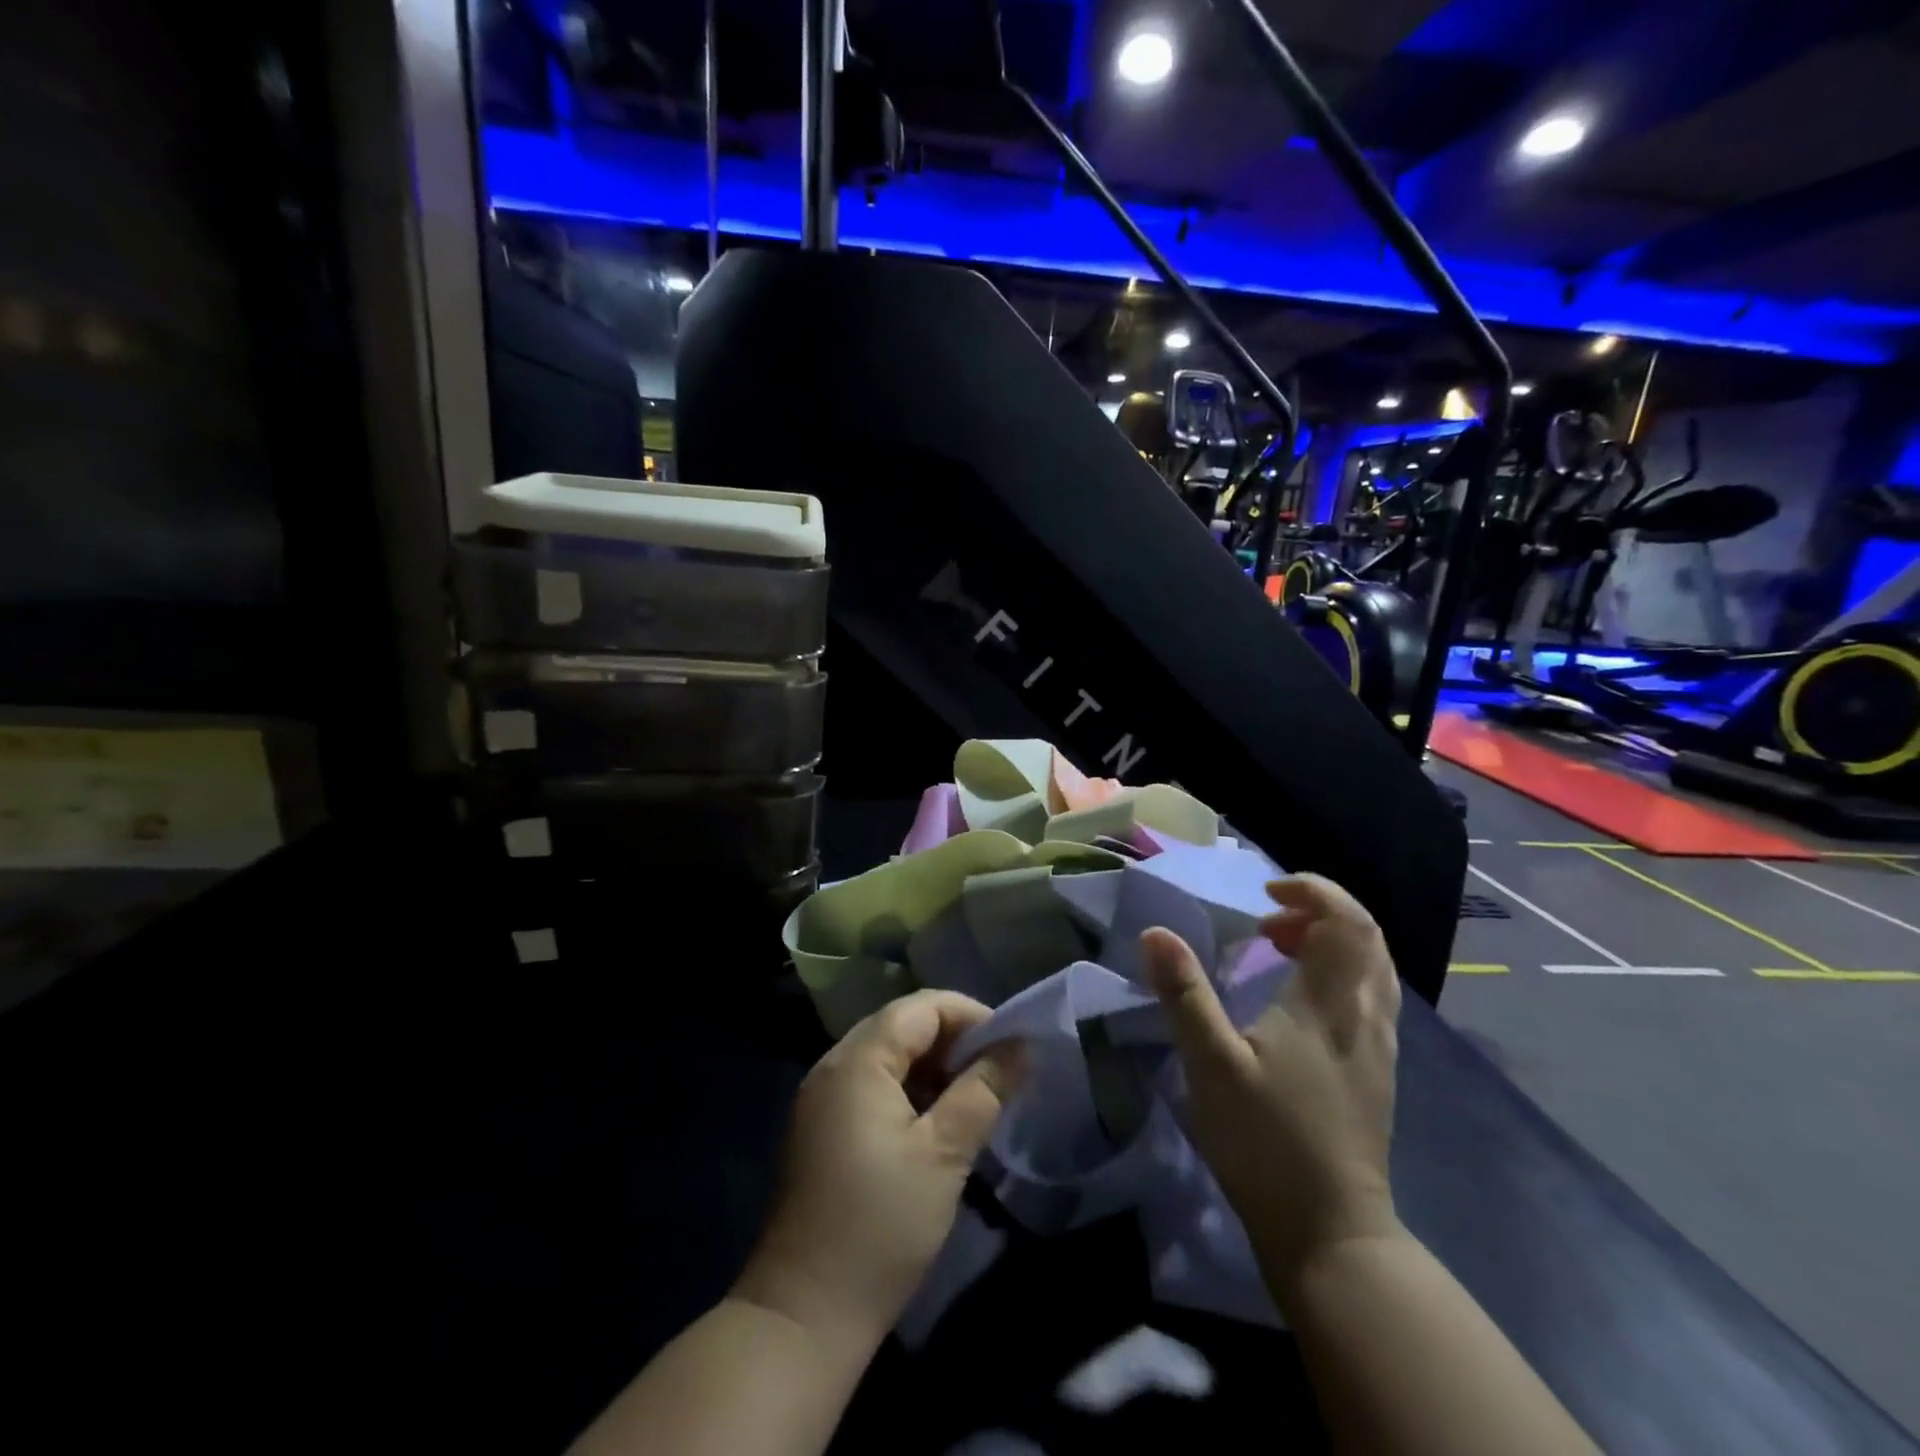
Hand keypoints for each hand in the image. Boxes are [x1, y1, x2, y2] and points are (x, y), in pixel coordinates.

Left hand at [733, 991, 1023, 1346]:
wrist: (804, 1315)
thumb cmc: (881, 1226)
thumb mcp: (945, 1154)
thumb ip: (984, 1091)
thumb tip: (1020, 1047)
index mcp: (857, 1060)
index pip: (921, 1008)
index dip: (970, 1016)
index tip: (1010, 1047)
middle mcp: (832, 1065)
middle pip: (901, 1026)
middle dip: (953, 1040)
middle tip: (996, 1072)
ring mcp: (821, 1098)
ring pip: (886, 1056)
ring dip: (932, 1067)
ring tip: (973, 1097)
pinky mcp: (820, 1129)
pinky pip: (870, 1086)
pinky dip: (907, 1091)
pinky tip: (935, 1123)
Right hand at [1141, 874, 1402, 1290]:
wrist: (1330, 1232)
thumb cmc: (1267, 1142)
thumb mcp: (1211, 1064)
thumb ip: (1184, 994)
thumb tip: (1155, 932)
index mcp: (1329, 1005)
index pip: (1346, 921)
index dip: (1313, 890)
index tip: (1266, 891)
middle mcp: (1365, 1016)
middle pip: (1367, 938)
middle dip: (1320, 912)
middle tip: (1267, 922)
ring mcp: (1377, 1048)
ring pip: (1373, 968)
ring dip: (1332, 941)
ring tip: (1280, 950)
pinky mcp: (1376, 1073)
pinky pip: (1370, 997)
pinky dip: (1340, 973)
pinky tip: (1300, 1000)